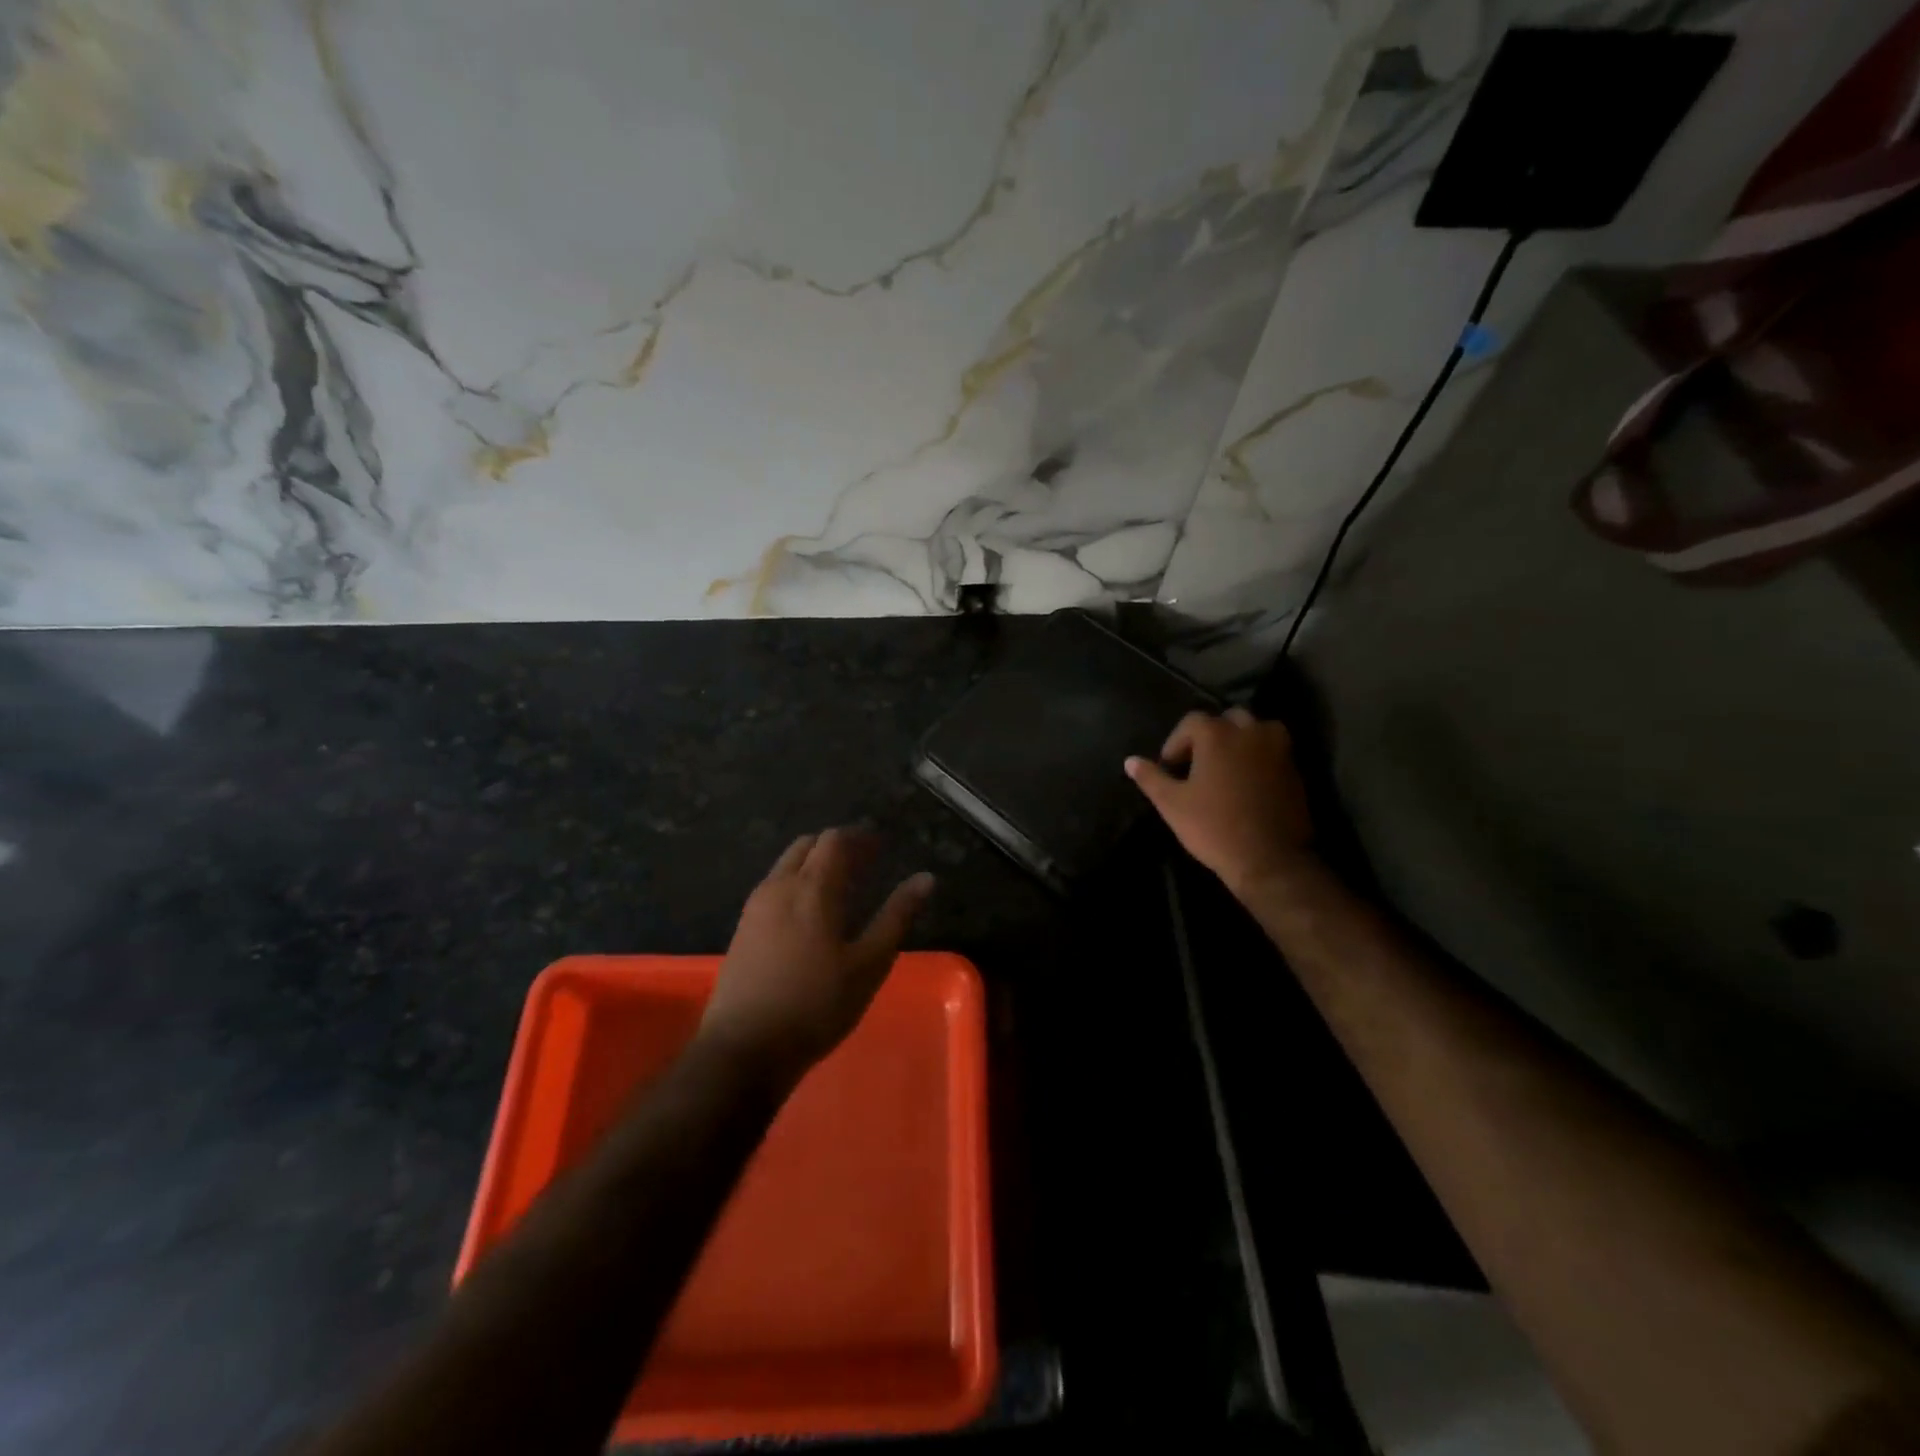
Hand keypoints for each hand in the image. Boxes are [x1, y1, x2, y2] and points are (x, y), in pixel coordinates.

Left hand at [697, 828, 934, 1084]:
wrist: (744, 1048)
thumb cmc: (816, 1005)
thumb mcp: (869, 964)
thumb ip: (897, 916)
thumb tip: (926, 878)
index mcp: (812, 889)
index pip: (836, 841)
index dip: (861, 837)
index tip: (882, 844)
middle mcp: (779, 886)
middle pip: (808, 845)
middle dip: (838, 845)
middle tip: (866, 860)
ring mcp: (756, 907)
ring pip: (787, 864)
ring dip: (815, 862)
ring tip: (842, 882)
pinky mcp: (743, 928)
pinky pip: (774, 885)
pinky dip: (797, 880)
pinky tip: (810, 910)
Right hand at [1125, 707, 1314, 894]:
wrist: (1269, 859)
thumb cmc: (1213, 827)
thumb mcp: (1171, 804)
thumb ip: (1150, 778)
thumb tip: (1130, 761)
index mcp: (1217, 735)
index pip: (1192, 721)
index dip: (1176, 742)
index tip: (1170, 768)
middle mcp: (1250, 732)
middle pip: (1228, 719)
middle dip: (1211, 735)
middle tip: (1199, 763)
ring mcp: (1278, 749)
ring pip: (1256, 730)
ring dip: (1241, 741)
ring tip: (1227, 767)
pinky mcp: (1295, 769)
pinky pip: (1274, 751)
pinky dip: (1260, 757)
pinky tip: (1248, 783)